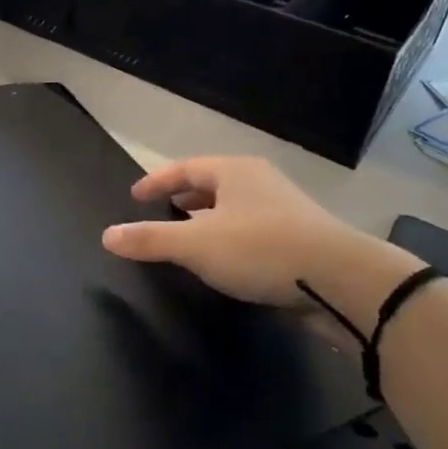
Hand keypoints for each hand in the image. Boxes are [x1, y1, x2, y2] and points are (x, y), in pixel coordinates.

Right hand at [102, 157, 419, 323]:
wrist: (341, 280)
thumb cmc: (261, 250)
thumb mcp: (196, 245)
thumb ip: (150, 239)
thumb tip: (106, 235)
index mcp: (234, 171)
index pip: (184, 168)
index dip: (156, 181)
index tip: (134, 196)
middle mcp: (259, 182)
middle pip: (211, 184)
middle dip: (183, 198)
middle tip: (158, 214)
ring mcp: (284, 209)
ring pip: (233, 209)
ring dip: (207, 221)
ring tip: (187, 240)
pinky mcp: (300, 239)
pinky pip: (251, 231)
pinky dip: (229, 240)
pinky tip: (224, 263)